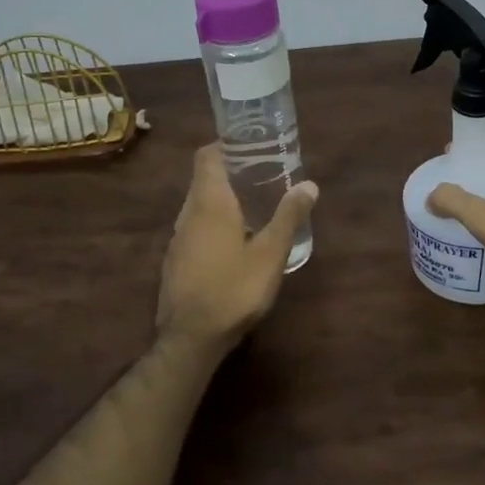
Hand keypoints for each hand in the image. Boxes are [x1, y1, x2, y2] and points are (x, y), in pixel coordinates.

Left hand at [156, 144, 318, 358]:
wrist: (190, 339)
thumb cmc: (233, 289)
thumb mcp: (271, 254)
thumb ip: (288, 217)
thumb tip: (309, 184)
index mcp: (209, 203)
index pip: (207, 156)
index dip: (225, 145)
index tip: (250, 145)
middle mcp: (188, 214)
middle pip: (204, 180)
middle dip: (230, 172)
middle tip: (263, 174)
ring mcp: (177, 239)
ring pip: (199, 205)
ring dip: (222, 199)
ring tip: (254, 205)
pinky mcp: (176, 261)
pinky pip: (195, 228)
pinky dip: (214, 222)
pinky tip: (235, 241)